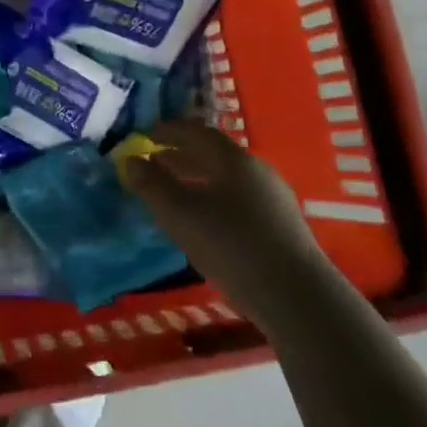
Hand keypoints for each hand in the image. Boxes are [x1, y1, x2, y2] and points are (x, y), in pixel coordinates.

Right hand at [122, 120, 310, 264]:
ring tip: (172, 194)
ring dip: (195, 180)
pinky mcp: (280, 226)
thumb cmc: (230, 244)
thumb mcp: (179, 213)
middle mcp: (256, 171)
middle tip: (152, 164)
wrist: (295, 295)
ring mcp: (272, 199)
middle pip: (212, 155)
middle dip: (179, 157)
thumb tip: (131, 160)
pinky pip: (237, 200)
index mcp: (233, 159)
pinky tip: (202, 222)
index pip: (195, 132)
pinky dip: (212, 199)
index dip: (167, 131)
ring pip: (225, 179)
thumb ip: (151, 184)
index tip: (144, 136)